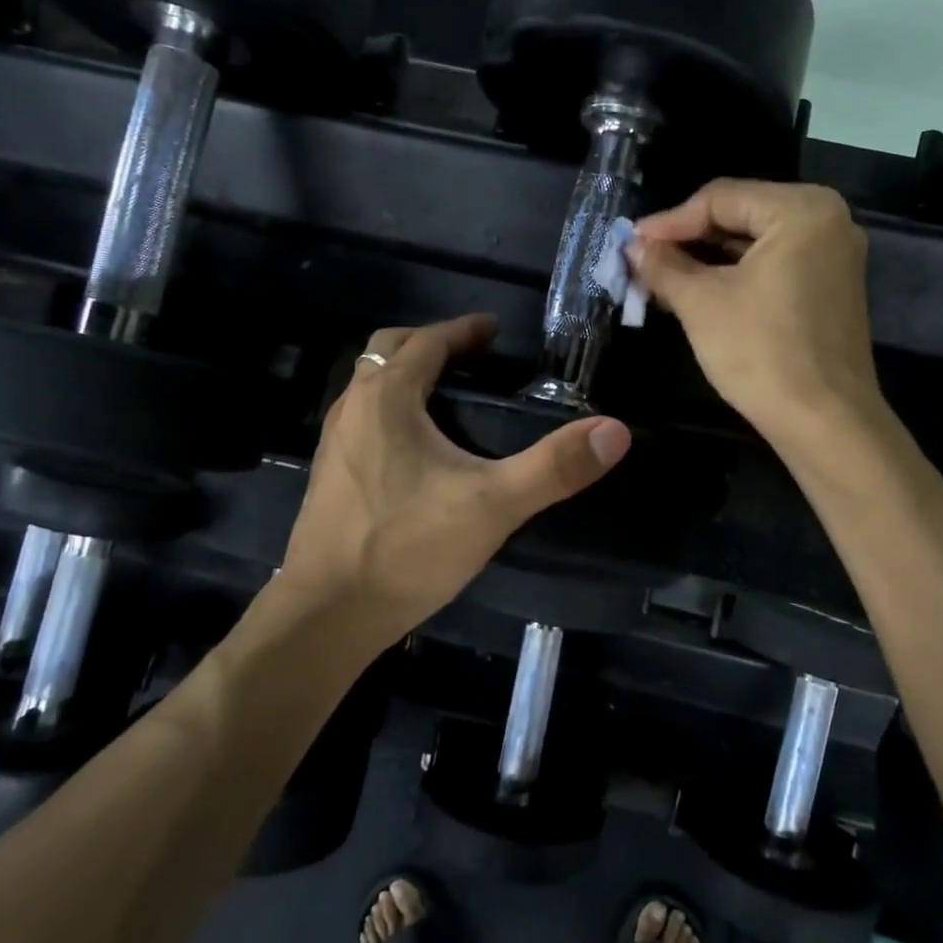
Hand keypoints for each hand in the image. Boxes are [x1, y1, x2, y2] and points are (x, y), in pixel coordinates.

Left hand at [276, 313, 631, 645]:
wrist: (327, 613)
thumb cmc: (407, 548)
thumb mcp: (492, 506)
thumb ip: (554, 467)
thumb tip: (615, 431)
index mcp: (387, 397)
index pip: (428, 341)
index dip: (464, 330)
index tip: (494, 330)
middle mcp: (353, 407)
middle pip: (388, 350)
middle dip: (430, 343)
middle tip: (472, 355)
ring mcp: (333, 441)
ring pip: (370, 385)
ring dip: (405, 374)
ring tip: (448, 393)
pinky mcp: (328, 474)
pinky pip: (362, 418)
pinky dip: (390, 408)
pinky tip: (415, 448)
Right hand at [630, 180, 882, 450]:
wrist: (824, 422)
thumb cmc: (761, 351)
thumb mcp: (701, 303)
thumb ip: (663, 265)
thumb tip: (632, 246)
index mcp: (802, 209)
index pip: (721, 198)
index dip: (669, 221)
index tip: (629, 244)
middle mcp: (828, 222)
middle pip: (740, 216)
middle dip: (687, 240)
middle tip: (642, 260)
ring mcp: (834, 258)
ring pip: (755, 244)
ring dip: (706, 260)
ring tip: (660, 278)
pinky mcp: (830, 290)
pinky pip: (773, 267)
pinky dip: (735, 276)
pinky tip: (697, 293)